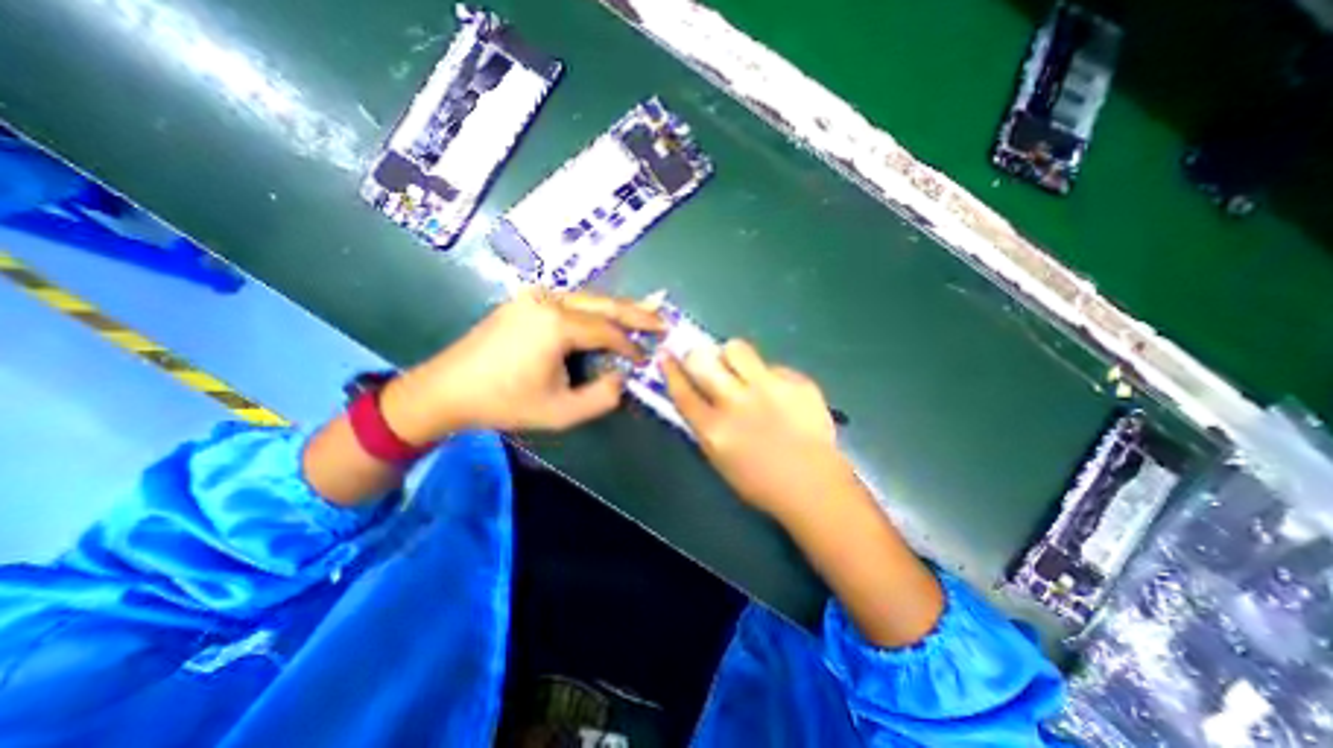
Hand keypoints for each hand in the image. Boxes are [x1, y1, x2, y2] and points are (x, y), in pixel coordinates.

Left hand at [379, 289, 659, 444]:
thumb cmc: (504, 403)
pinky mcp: (525, 301)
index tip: (646, 358)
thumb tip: (622, 378)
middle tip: (663, 320)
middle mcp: (548, 300)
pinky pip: (570, 301)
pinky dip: (594, 310)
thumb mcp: (561, 412)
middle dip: (637, 312)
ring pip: (588, 298)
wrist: (446, 389)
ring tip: (643, 314)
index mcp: (557, 324)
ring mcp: (534, 297)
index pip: (608, 330)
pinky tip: (606, 316)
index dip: (631, 345)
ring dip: (617, 308)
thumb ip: (602, 397)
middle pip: (604, 303)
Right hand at [661, 338, 858, 518]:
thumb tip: (696, 397)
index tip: (666, 355)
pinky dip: (768, 375)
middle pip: (701, 361)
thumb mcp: (720, 459)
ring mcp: (768, 388)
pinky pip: (772, 366)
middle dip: (695, 355)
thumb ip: (705, 425)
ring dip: (732, 356)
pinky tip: (779, 394)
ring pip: (736, 348)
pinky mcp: (796, 382)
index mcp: (714, 429)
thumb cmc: (760, 482)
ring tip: (741, 368)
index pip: (682, 390)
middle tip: (702, 359)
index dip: (670, 370)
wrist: (813, 485)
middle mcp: (736, 402)